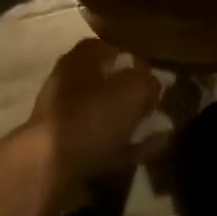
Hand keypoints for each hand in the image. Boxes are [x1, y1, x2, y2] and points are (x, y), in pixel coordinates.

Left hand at [25, 38, 160, 207]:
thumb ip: (149, 81)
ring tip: (163, 124)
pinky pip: (109, 143)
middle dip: (133, 91)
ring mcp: (68, 121)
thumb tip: (155, 83)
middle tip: (159, 99)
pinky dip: (131, 144)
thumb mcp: (133, 89)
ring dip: (133, 119)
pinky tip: (156, 146)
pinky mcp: (72, 152)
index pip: (105, 47)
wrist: (53, 167)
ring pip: (107, 115)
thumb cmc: (92, 116)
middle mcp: (69, 86)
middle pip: (106, 83)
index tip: (151, 68)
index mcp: (78, 62)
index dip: (130, 56)